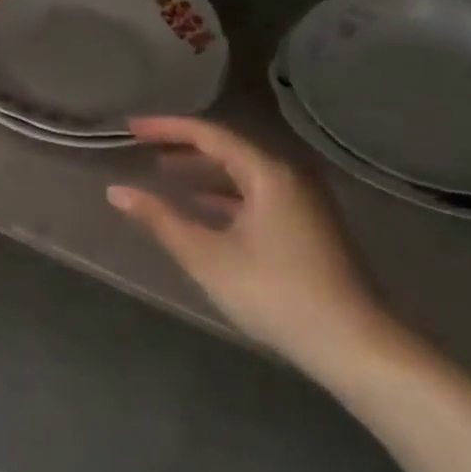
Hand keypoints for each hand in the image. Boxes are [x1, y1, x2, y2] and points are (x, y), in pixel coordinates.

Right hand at [107, 117, 397, 379]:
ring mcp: (302, 200)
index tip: (131, 128)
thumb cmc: (274, 293)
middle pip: (228, 148)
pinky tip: (202, 207)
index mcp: (268, 172)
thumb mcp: (207, 256)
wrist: (353, 343)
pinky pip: (256, 193)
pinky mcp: (306, 224)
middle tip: (143, 147)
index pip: (209, 134)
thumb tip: (117, 192)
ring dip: (203, 171)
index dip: (166, 128)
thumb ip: (160, 220)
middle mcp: (288, 175)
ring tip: (164, 173)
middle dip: (183, 147)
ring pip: (243, 173)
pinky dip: (224, 195)